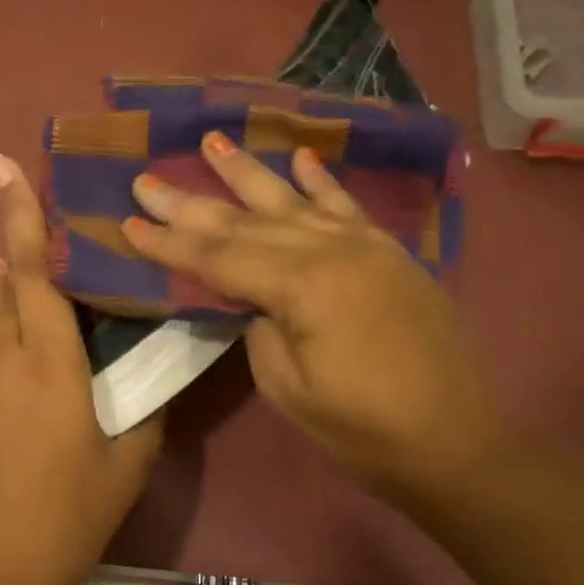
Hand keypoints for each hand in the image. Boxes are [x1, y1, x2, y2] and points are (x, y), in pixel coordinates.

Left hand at [0, 154, 163, 584]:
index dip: (20, 216)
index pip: (33, 272)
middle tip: (29, 278)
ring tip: (2, 311)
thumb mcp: (127, 468)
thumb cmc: (66, 518)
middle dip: (14, 276)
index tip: (3, 167)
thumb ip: (143, 416)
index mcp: (51, 363)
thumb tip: (148, 385)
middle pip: (3, 296)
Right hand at [123, 131, 502, 506]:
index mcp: (303, 287)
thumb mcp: (288, 387)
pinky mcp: (390, 254)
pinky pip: (347, 207)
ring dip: (248, 172)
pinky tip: (299, 158)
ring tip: (213, 141)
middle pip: (246, 222)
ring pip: (293, 201)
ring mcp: (366, 247)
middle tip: (147, 179)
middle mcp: (333, 251)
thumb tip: (252, 297)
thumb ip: (259, 327)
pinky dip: (320, 181)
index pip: (219, 257)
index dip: (170, 242)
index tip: (129, 220)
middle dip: (191, 202)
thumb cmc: (361, 428)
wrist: (454, 443)